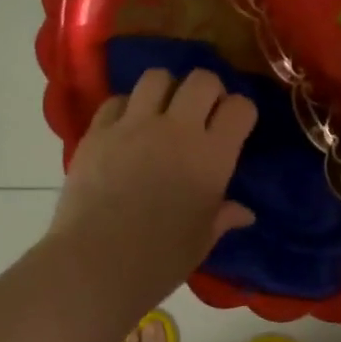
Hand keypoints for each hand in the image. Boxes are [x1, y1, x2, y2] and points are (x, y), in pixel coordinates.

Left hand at [49, 68, 257, 311]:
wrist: (95, 264)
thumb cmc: (160, 259)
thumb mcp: (201, 240)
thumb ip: (223, 216)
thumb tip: (244, 213)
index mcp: (212, 155)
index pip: (240, 107)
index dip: (240, 112)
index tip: (234, 127)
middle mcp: (177, 129)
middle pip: (202, 80)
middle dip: (208, 91)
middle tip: (201, 114)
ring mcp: (134, 126)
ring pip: (157, 77)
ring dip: (165, 90)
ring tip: (161, 112)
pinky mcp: (98, 132)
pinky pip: (116, 101)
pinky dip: (126, 109)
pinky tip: (125, 130)